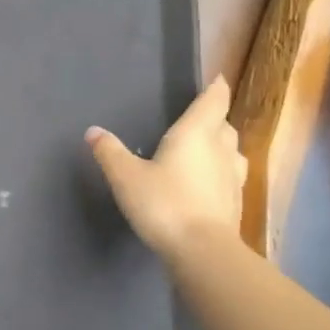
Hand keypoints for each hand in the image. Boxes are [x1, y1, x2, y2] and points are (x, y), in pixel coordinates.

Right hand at [86, 78, 244, 257]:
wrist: (202, 250)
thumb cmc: (164, 203)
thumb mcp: (126, 177)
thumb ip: (110, 152)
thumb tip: (93, 131)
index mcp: (195, 134)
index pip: (213, 101)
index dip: (215, 89)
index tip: (217, 79)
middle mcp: (219, 150)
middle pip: (224, 125)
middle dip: (215, 118)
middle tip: (201, 117)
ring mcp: (232, 178)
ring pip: (233, 151)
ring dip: (222, 145)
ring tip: (207, 149)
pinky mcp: (236, 203)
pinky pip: (231, 177)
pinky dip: (222, 173)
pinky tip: (209, 183)